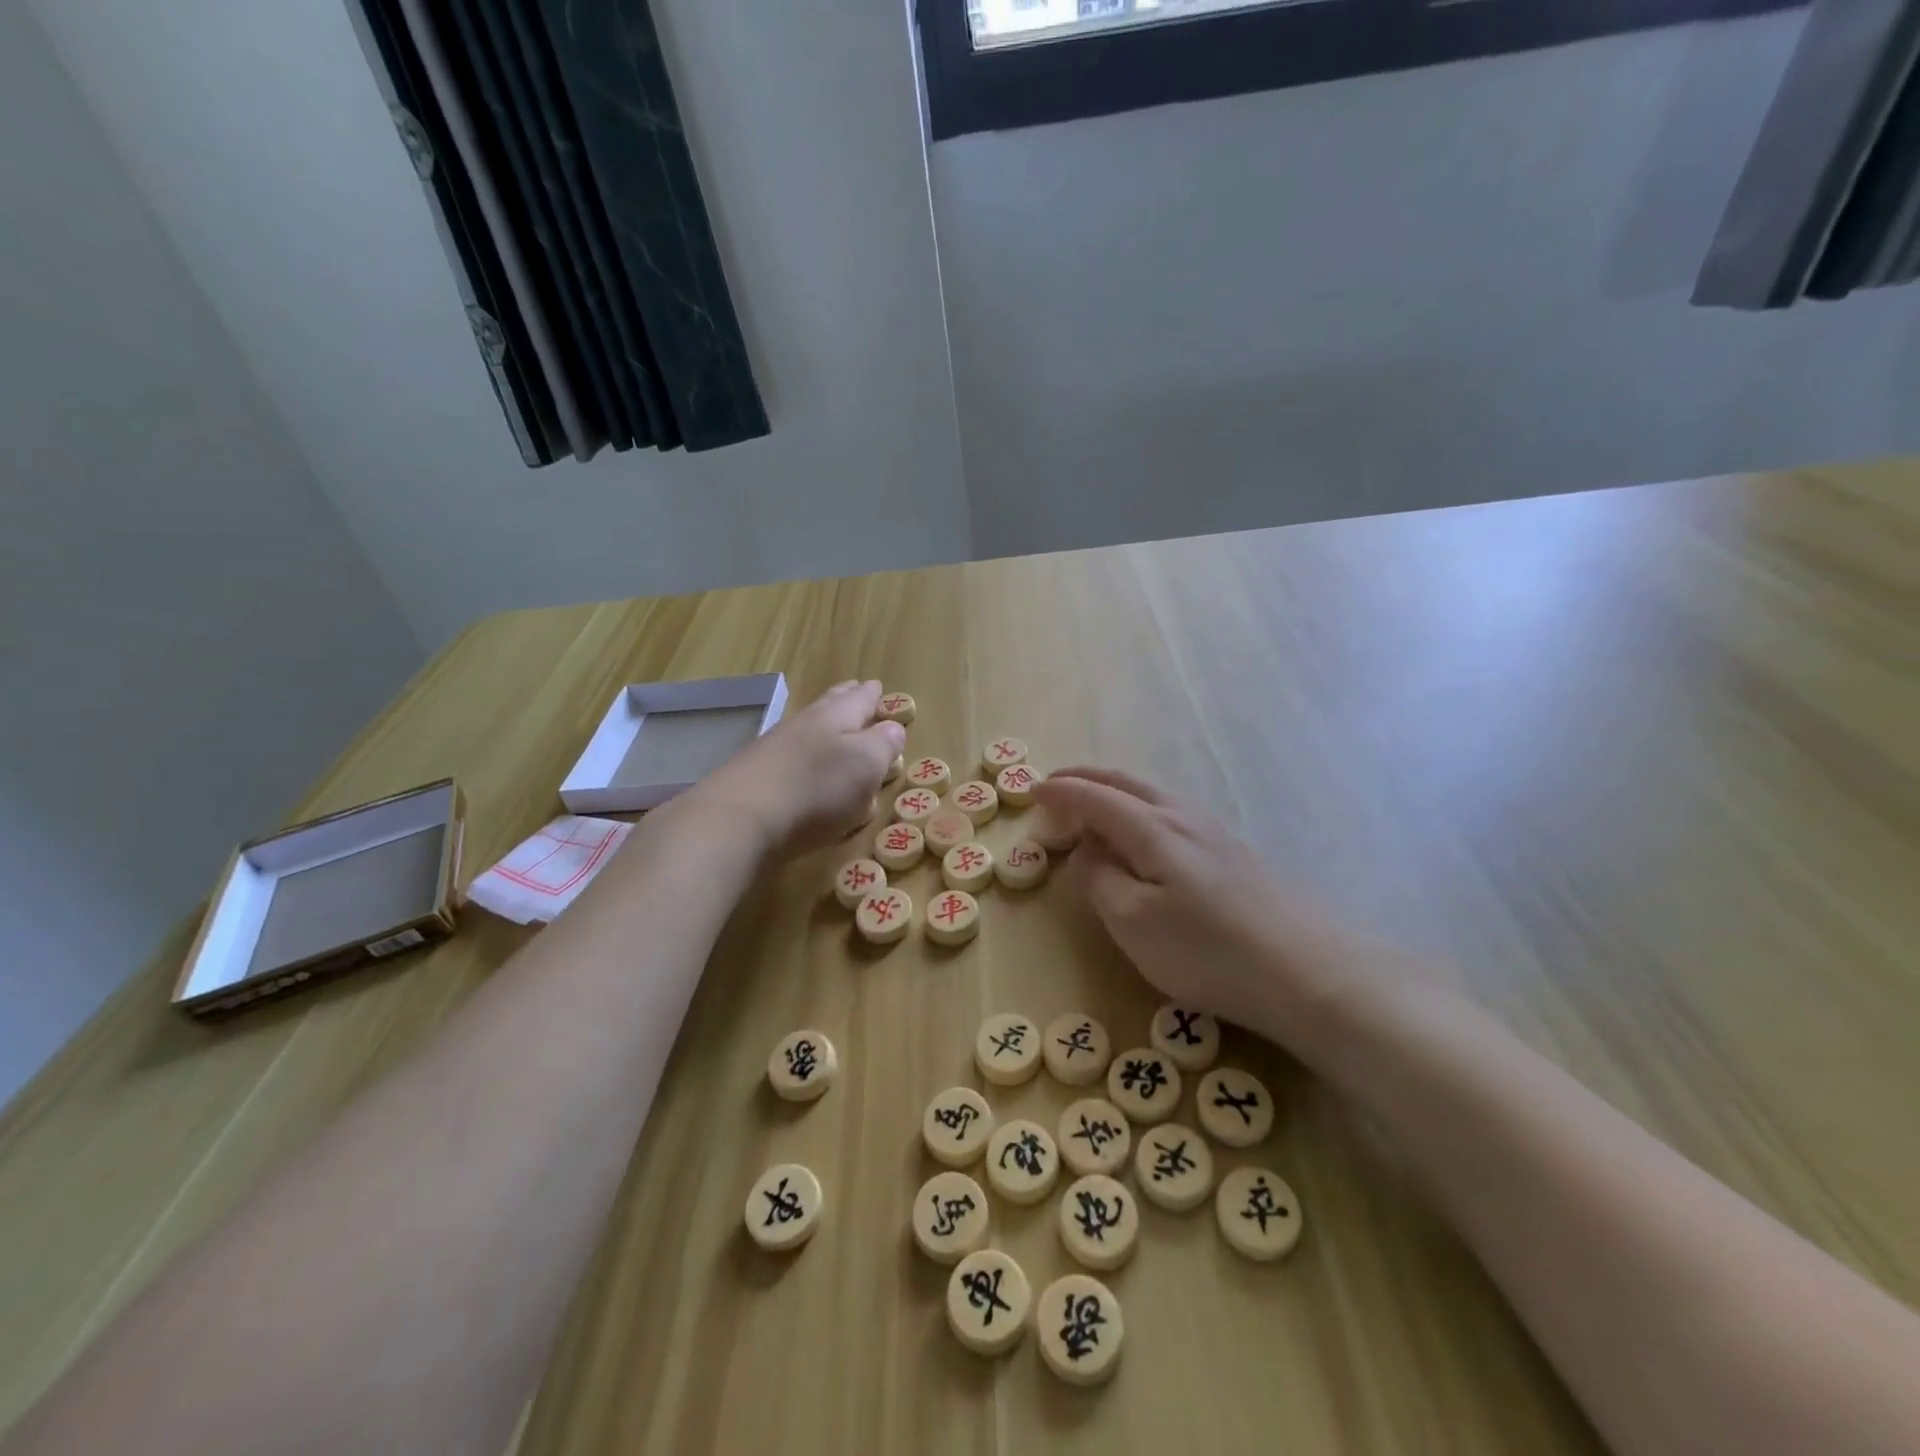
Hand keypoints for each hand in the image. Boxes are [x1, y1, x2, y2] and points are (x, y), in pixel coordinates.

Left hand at [693, 681, 904, 853]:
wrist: (738, 820)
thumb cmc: (816, 789)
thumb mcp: (866, 765)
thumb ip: (883, 744)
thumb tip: (892, 728)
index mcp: (835, 716)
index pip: (859, 698)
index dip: (871, 694)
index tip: (877, 686)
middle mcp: (803, 725)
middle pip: (829, 706)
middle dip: (846, 699)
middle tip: (855, 690)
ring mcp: (774, 750)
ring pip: (808, 730)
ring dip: (824, 727)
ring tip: (836, 731)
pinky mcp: (755, 778)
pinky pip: (789, 758)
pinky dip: (804, 757)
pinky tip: (803, 767)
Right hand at [1033, 768, 1386, 1052]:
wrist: (1311, 971)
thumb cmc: (1208, 950)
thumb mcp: (1133, 923)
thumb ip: (1100, 879)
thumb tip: (1088, 849)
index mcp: (1151, 828)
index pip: (1094, 797)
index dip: (1060, 792)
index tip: (1031, 791)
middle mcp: (1182, 816)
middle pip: (1125, 781)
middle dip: (1085, 778)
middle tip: (1055, 784)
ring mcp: (1214, 831)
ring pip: (1152, 793)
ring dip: (1114, 790)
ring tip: (1092, 804)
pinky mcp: (1234, 852)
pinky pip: (1171, 811)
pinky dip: (1139, 808)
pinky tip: (1144, 831)